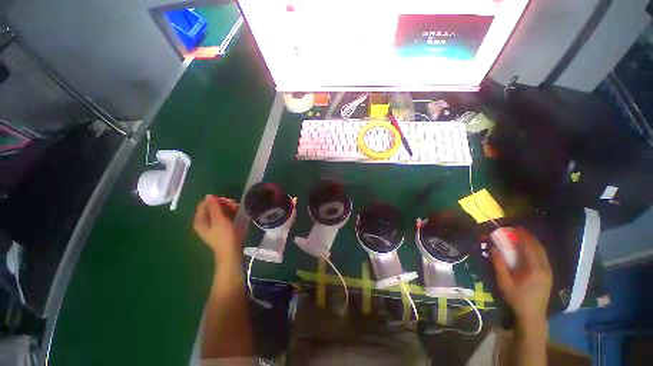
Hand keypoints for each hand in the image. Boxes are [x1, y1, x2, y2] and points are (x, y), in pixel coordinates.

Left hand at [193, 195, 240, 262]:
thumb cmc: (224, 235)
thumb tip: (208, 196)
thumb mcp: (219, 219)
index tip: (228, 201)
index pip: (204, 204)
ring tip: (236, 209)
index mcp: (200, 220)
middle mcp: (203, 222)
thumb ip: (214, 207)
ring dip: (227, 208)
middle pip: (211, 207)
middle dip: (223, 204)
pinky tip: (235, 214)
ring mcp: (211, 226)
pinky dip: (228, 213)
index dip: (216, 200)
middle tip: (234, 205)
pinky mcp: (219, 229)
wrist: (231, 252)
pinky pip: (222, 216)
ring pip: (218, 211)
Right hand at [491, 227, 552, 323]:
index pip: (530, 248)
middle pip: (539, 248)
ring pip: (543, 252)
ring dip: (534, 242)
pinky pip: (543, 257)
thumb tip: (493, 248)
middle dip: (529, 237)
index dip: (523, 236)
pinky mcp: (548, 275)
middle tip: (518, 229)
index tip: (515, 228)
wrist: (533, 315)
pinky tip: (530, 249)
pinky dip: (537, 249)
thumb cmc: (517, 298)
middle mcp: (545, 268)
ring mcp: (548, 272)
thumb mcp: (504, 282)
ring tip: (523, 236)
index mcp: (534, 269)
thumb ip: (499, 265)